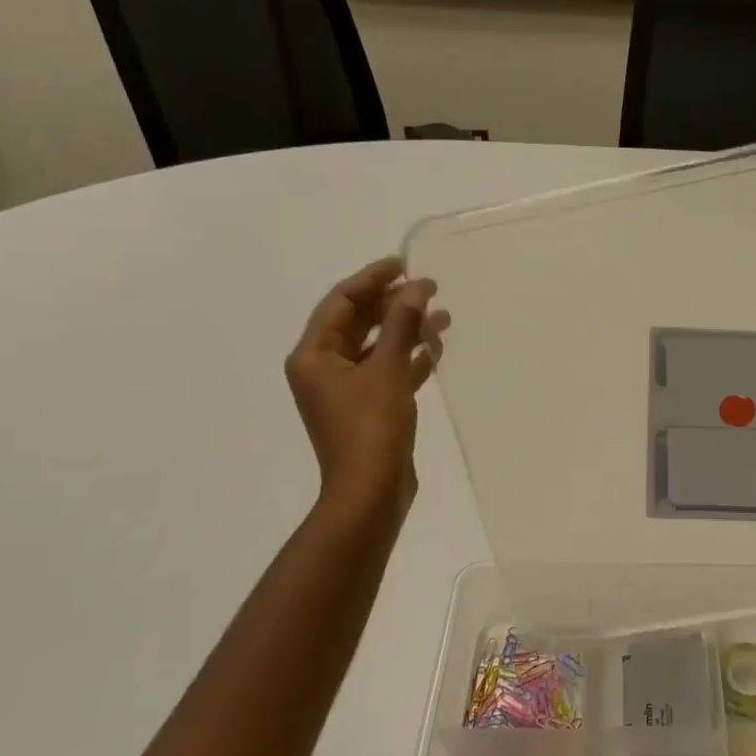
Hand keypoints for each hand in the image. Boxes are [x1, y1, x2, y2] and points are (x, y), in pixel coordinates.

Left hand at [284, 257, 445, 518]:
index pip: (340, 302)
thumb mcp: (387, 369)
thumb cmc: (372, 426)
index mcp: (313, 356)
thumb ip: (400, 324)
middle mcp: (323, 369)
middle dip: (392, 303)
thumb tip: (415, 287)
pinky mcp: (367, 408)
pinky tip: (436, 349)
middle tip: (429, 288)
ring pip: (376, 347)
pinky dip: (408, 358)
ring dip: (405, 330)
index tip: (404, 264)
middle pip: (357, 322)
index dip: (372, 279)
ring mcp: (345, 390)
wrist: (371, 491)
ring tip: (442, 316)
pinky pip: (387, 371)